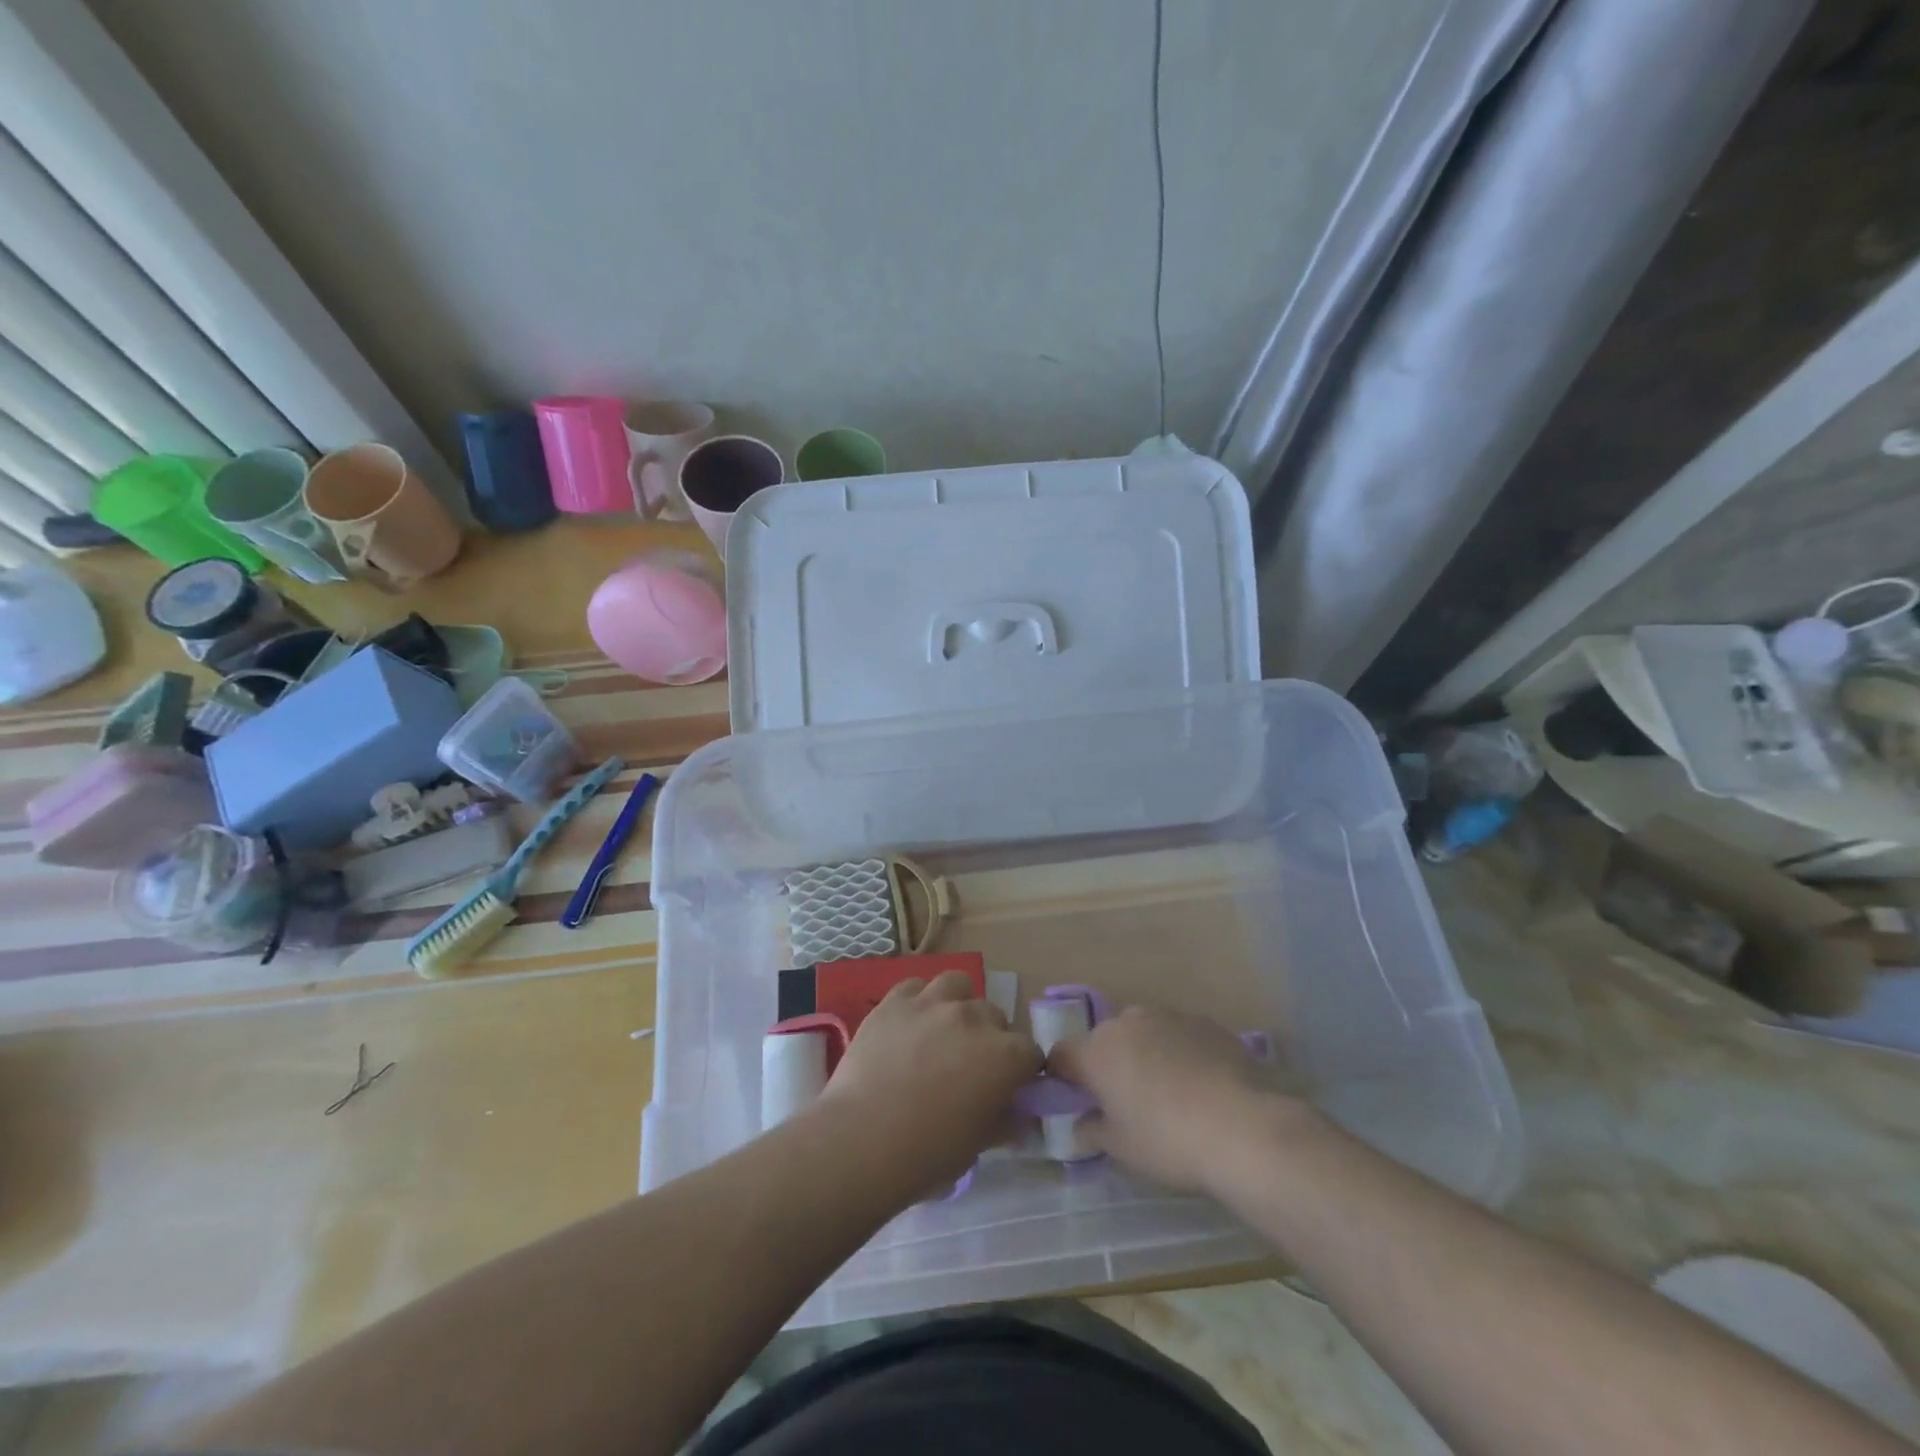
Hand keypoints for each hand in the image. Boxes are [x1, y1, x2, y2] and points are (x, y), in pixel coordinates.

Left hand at [818, 972, 1041, 1194]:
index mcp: (1005, 1056)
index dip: (1020, 1072)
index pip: (1030, 1053)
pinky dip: (918, 1000)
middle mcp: (975, 1018)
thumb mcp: (976, 1147)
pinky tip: (909, 1024)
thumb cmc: (927, 1154)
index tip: (1006, 1088)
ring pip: (958, 985)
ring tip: (942, 1030)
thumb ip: (1002, 1122)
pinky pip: (915, 986)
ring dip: (958, 1004)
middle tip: (968, 1066)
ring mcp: (933, 1003)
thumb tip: (1015, 1115)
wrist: (862, 1140)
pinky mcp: (895, 1001)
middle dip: (989, 1038)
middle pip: (995, 1016)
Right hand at [1047, 1004, 1301, 1193]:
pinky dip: (1180, 1052)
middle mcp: (1127, 1022)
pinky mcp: (1205, 1022)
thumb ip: (1092, 1131)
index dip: (1064, 1077)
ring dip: (1145, 1054)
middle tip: (1126, 1102)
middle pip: (1105, 1040)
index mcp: (1096, 1051)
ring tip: (1169, 1093)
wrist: (1243, 1128)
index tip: (1078, 1101)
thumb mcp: (1121, 1149)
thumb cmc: (1168, 1142)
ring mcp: (1168, 1016)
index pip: (1062, 1055)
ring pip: (1144, 1033)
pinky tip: (1201, 1085)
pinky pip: (1179, 1035)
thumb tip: (1080, 1125)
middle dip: (1109, 1064)